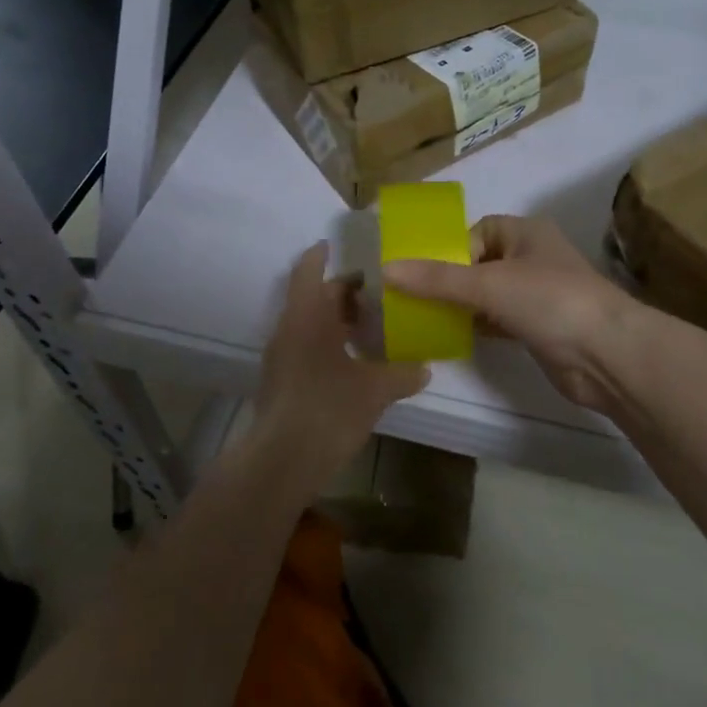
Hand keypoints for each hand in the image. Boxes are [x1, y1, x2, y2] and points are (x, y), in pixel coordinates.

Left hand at [249, 242, 428, 489]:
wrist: (281, 461)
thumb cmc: (328, 409)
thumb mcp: (375, 390)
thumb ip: (402, 374)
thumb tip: (425, 368)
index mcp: (307, 316)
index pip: (309, 271)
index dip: (321, 255)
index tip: (336, 245)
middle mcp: (289, 329)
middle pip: (313, 297)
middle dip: (342, 293)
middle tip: (377, 294)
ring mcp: (281, 357)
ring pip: (309, 324)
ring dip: (335, 320)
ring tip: (371, 326)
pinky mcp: (281, 381)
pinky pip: (306, 347)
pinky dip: (328, 344)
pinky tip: (354, 362)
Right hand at [384, 215, 639, 411]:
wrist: (606, 354)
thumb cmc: (549, 301)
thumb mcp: (488, 284)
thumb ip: (437, 279)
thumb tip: (386, 270)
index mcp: (525, 233)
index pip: (477, 231)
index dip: (450, 249)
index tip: (424, 274)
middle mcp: (532, 258)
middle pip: (478, 263)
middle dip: (449, 280)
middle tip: (414, 299)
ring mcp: (537, 294)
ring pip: (487, 294)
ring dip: (461, 305)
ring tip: (425, 318)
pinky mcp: (538, 327)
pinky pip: (498, 320)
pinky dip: (477, 326)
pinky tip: (453, 337)